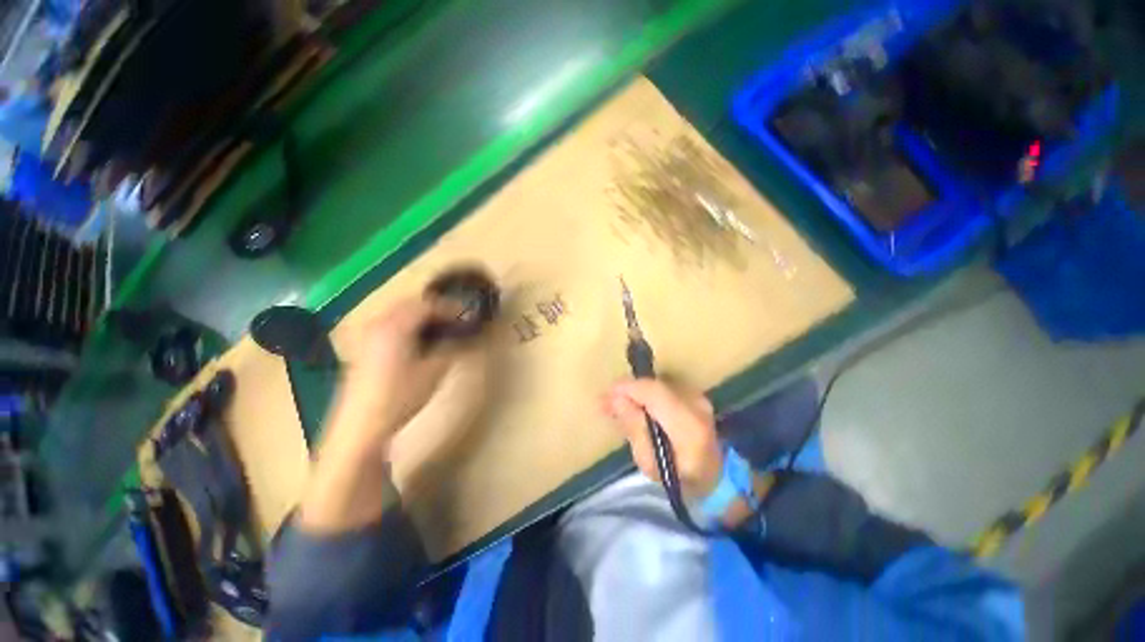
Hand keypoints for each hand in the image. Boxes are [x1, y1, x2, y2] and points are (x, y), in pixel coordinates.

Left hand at [301, 297, 488, 533]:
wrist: (361, 426)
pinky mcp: (363, 349)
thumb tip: (464, 337)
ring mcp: (367, 336)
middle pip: (409, 304)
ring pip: (397, 313)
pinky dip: (406, 325)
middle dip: (434, 308)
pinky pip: (388, 325)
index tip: (467, 314)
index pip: (427, 305)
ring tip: (439, 327)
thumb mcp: (434, 371)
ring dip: (420, 315)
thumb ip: (451, 348)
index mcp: (396, 326)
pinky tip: (416, 340)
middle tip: (454, 318)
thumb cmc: (400, 396)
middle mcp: (378, 324)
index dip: (450, 307)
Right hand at [603, 379, 723, 498]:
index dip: (627, 388)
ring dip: (635, 392)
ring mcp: (698, 397)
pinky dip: (646, 394)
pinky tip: (633, 404)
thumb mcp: (649, 463)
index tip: (605, 396)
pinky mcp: (695, 395)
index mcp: (688, 425)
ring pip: (657, 384)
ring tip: (615, 405)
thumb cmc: (678, 480)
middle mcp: (696, 404)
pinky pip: (663, 387)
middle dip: (626, 390)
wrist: (714, 479)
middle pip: (653, 385)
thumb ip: (634, 428)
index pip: (654, 392)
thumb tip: (616, 399)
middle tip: (604, 402)